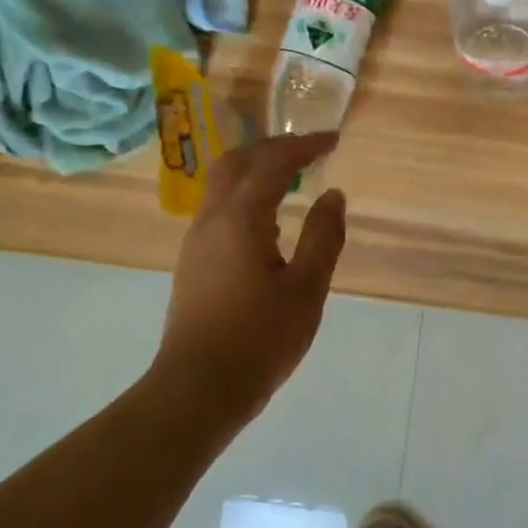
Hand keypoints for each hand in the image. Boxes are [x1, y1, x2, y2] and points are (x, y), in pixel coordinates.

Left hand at [155, 133, 347, 421]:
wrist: (199, 387)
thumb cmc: (260, 339)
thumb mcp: (306, 289)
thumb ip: (323, 237)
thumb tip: (333, 195)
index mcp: (240, 219)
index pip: (272, 163)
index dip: (304, 146)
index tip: (333, 140)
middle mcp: (211, 220)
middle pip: (236, 163)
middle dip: (272, 148)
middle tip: (308, 151)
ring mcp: (196, 241)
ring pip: (222, 185)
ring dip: (256, 170)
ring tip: (292, 179)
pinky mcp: (193, 262)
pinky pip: (219, 210)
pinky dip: (246, 196)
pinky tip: (269, 220)